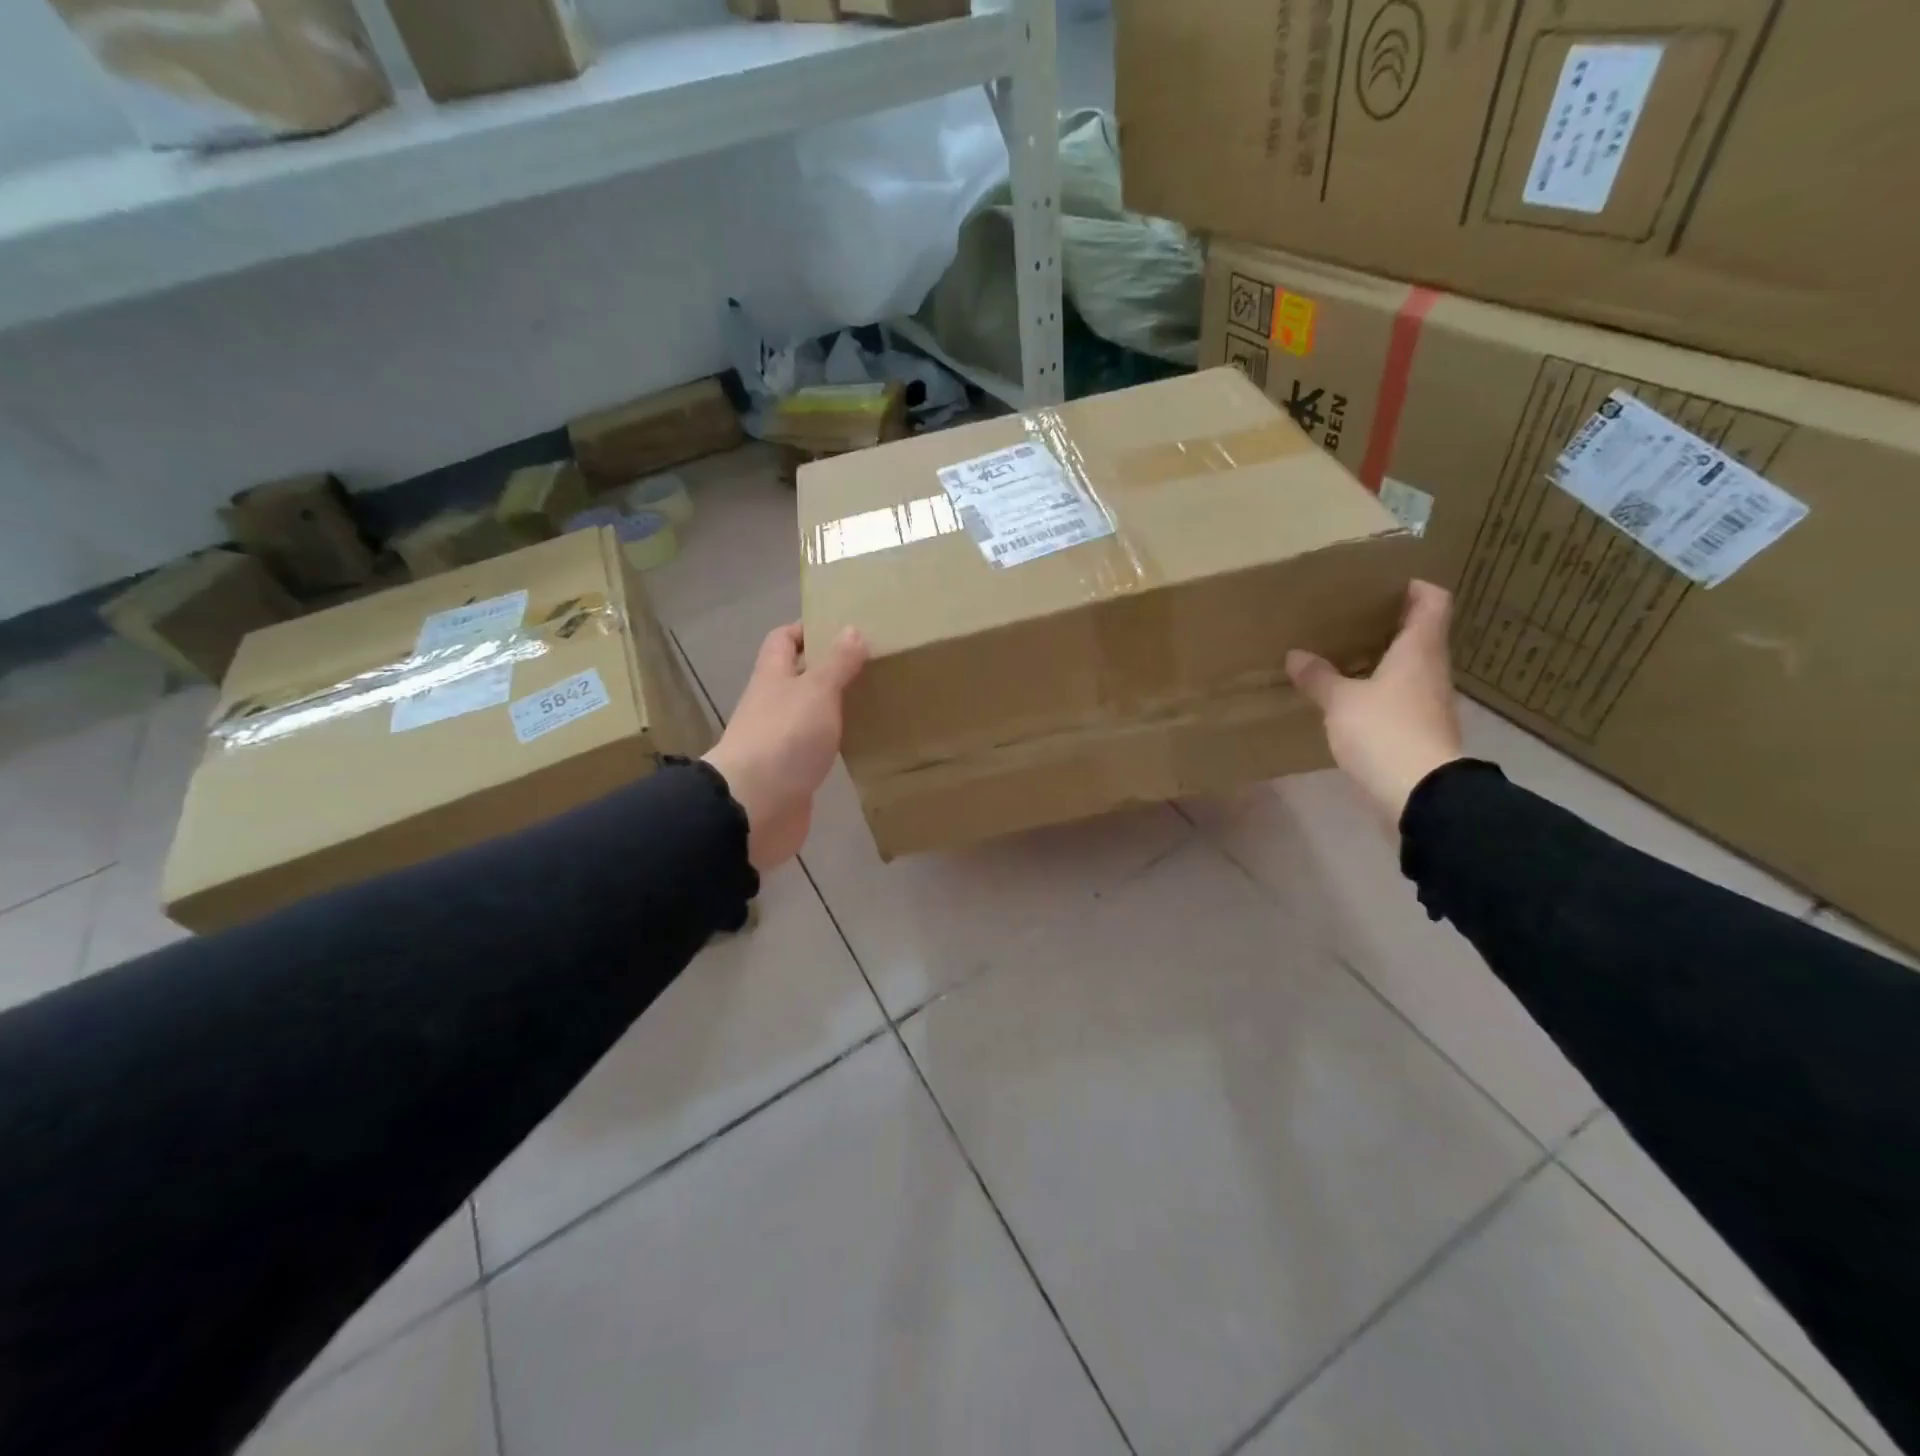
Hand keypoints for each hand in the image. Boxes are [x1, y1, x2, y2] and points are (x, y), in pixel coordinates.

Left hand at [704, 623, 867, 872]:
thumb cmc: (785, 737)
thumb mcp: (816, 691)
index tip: (843, 628)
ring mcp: (780, 740)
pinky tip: (862, 742)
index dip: (807, 630)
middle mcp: (772, 704)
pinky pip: (816, 748)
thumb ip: (836, 663)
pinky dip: (836, 742)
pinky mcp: (792, 772)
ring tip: (875, 700)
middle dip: (830, 669)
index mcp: (772, 676)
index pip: (783, 640)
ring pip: (810, 714)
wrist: (755, 806)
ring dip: (835, 707)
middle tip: (871, 665)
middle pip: (798, 677)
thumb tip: (851, 629)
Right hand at [1285, 580, 1462, 823]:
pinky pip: (1400, 699)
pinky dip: (1380, 692)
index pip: (1433, 603)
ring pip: (1410, 669)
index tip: (1390, 582)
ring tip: (1346, 656)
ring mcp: (1429, 704)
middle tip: (1353, 618)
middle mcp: (1432, 671)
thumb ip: (1319, 677)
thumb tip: (1296, 655)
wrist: (1419, 793)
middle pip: (1421, 636)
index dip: (1417, 587)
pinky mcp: (1420, 733)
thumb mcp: (1341, 701)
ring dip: (1384, 660)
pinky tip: (1352, 699)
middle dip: (1392, 624)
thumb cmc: (1384, 731)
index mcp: (1420, 651)